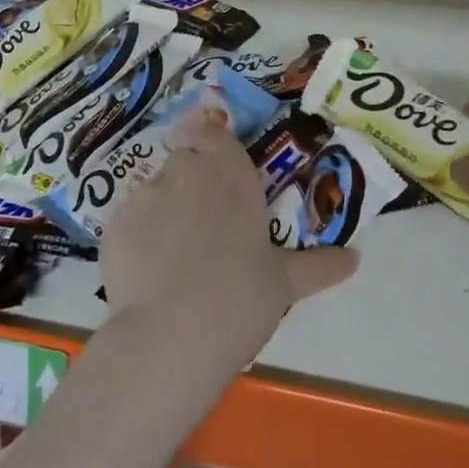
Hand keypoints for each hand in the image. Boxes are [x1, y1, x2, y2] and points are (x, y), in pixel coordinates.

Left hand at [101, 110, 358, 371]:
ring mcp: (145, 195)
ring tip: (173, 254)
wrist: (172, 335)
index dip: (211, 142)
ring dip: (163, 208)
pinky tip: (147, 271)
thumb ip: (319, 266)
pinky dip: (137, 236)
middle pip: (184, 159)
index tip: (215, 163)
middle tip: (203, 223)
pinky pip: (128, 220)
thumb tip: (355, 259)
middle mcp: (186, 173)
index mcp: (230, 175)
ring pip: (153, 189)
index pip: (214, 133)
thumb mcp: (285, 283)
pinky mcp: (113, 223)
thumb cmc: (241, 298)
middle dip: (191, 180)